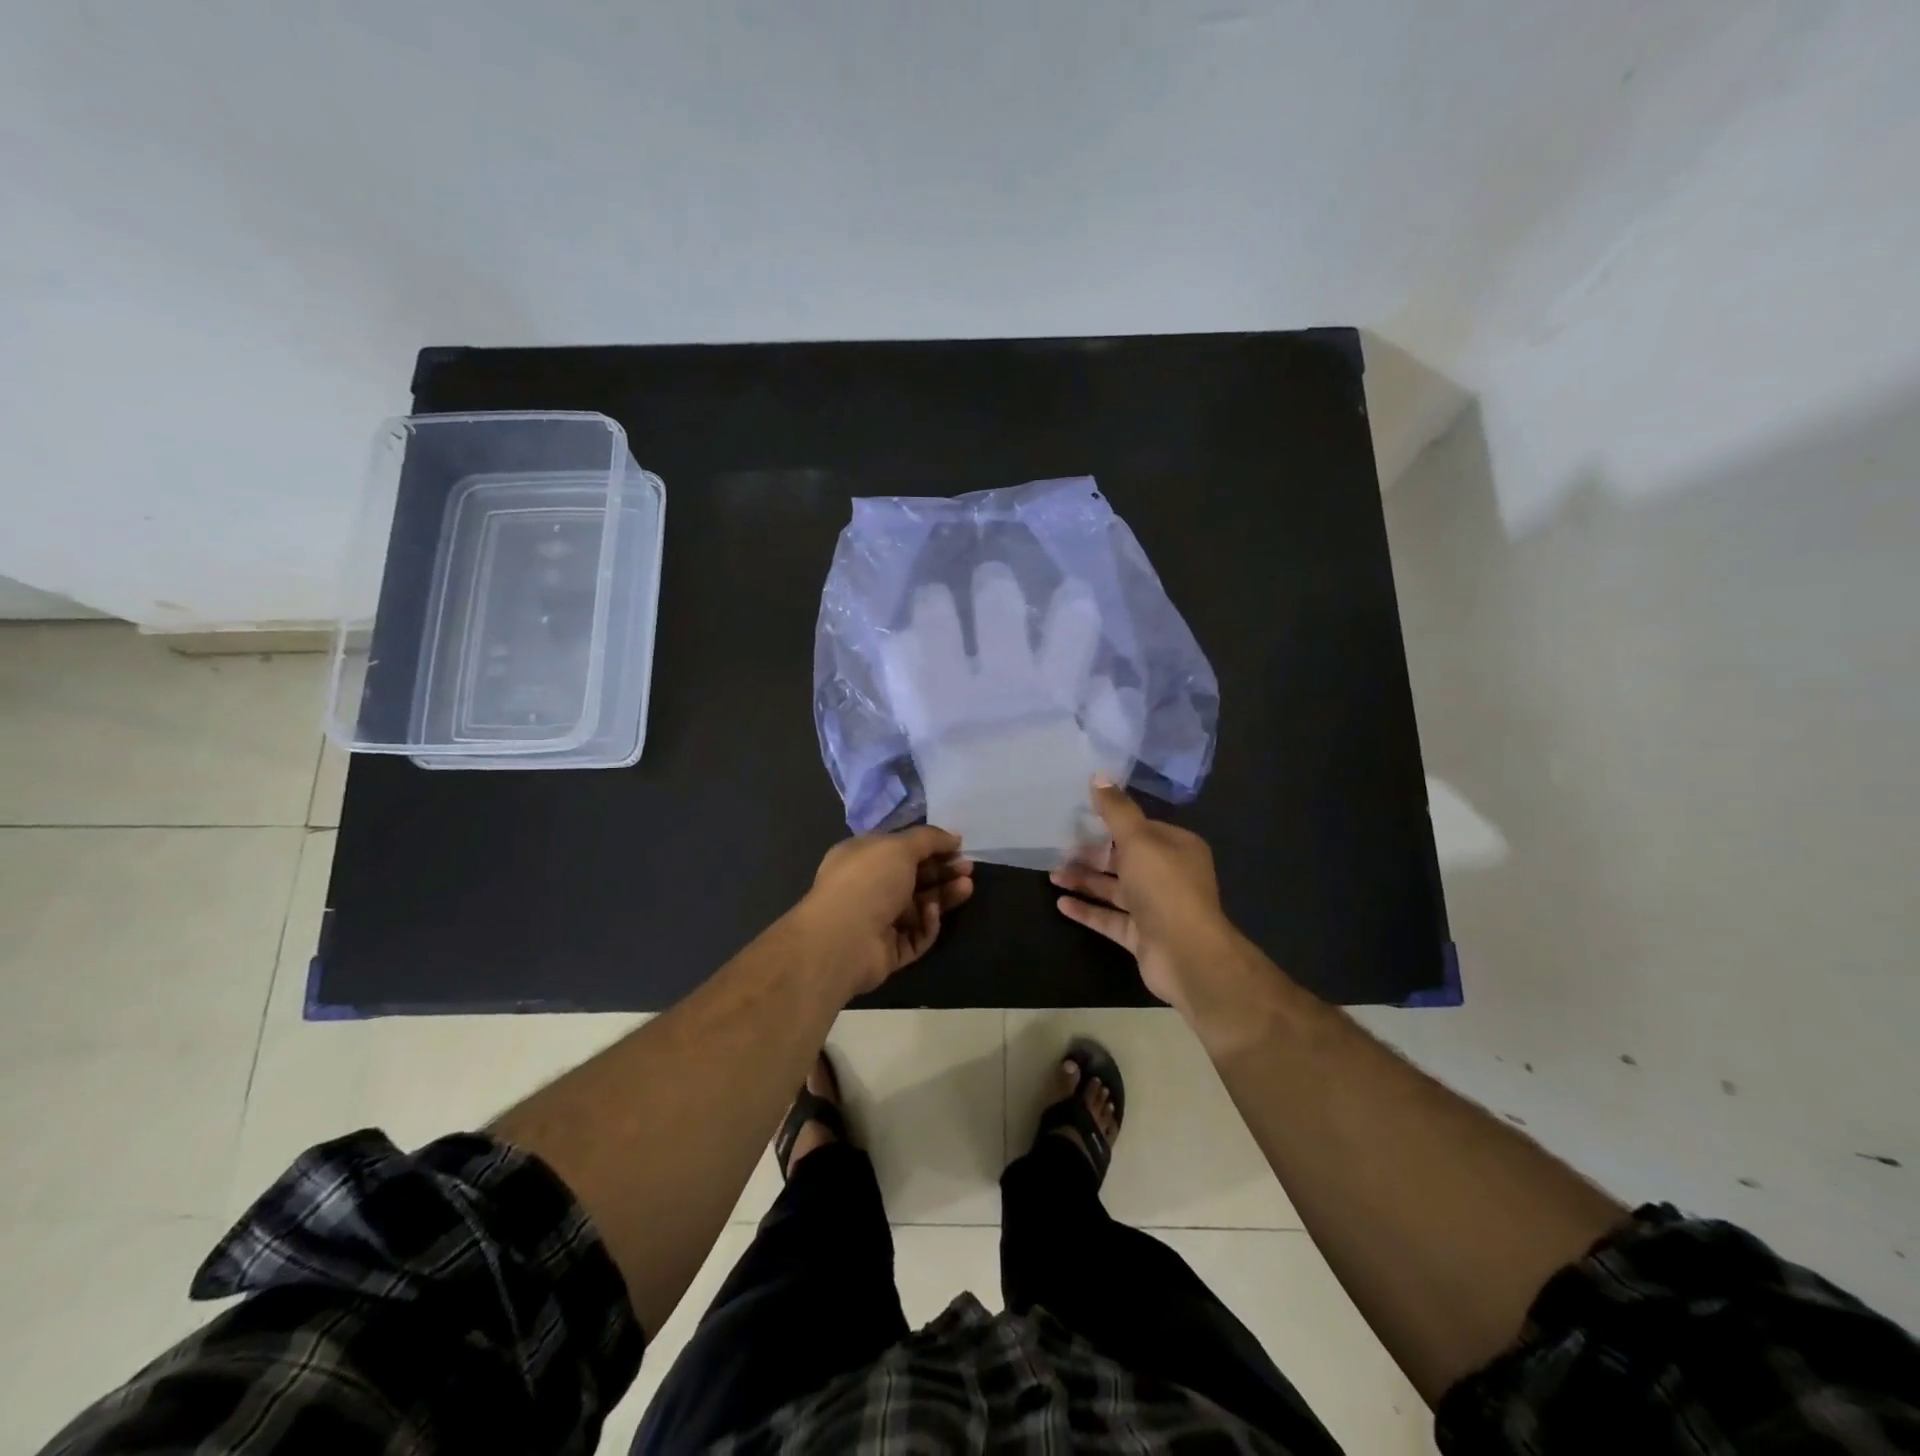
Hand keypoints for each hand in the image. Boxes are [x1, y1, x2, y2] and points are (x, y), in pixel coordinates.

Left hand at [800, 826, 974, 995]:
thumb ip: (929, 839)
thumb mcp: (899, 847)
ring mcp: (878, 921)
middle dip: (942, 872)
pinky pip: (916, 935)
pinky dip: (927, 924)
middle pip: (914, 878)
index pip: (901, 849)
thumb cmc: (868, 881)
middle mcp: (868, 887)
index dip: (930, 847)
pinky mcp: (889, 950)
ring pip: (919, 907)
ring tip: (966, 888)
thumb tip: (954, 836)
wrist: (844, 939)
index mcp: (863, 857)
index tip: (958, 847)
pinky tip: (931, 914)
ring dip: (943, 896)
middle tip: (967, 869)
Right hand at [1051, 780, 1237, 1009]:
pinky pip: (1111, 918)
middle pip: (1124, 859)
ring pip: (1115, 889)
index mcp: (1177, 847)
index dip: (1111, 823)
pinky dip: (1088, 910)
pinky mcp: (1143, 936)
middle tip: (1058, 848)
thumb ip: (1116, 810)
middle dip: (1092, 854)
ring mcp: (1156, 908)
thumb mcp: (1138, 840)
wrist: (1187, 954)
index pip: (1140, 828)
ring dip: (1085, 881)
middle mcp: (1169, 875)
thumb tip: (1099, 776)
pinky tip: (1061, 903)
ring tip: (1052, 874)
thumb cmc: (1164, 887)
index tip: (1079, 817)